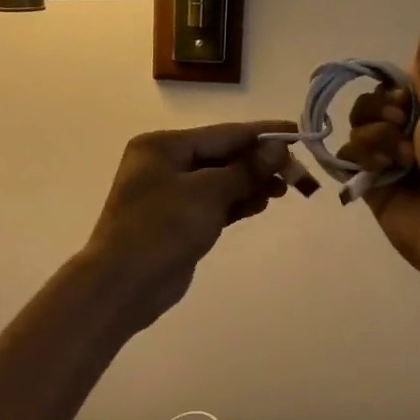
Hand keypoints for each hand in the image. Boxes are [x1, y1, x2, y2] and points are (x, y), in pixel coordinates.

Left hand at [83, 121, 293, 327]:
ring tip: (284, 190)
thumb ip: (245, 169)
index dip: (261, 134)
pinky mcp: (177, 221)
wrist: (123, 285)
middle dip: (258, 164)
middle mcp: (163, 163)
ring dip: (251, 184)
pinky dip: (236, 202)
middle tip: (296, 173)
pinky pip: (214, 203)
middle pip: (221, 156)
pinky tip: (261, 204)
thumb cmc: (161, 229)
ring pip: (220, 181)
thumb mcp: (207, 194)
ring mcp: (169, 194)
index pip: (222, 134)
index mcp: (162, 146)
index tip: (296, 133)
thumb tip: (277, 146)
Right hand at [338, 32, 419, 291]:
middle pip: (371, 108)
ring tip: (398, 163)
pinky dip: (360, 160)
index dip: (392, 93)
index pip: (395, 90)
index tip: (405, 103)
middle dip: (381, 115)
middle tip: (403, 133)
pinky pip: (349, 161)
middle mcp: (411, 138)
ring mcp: (390, 164)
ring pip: (358, 133)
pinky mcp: (372, 189)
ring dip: (375, 141)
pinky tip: (378, 172)